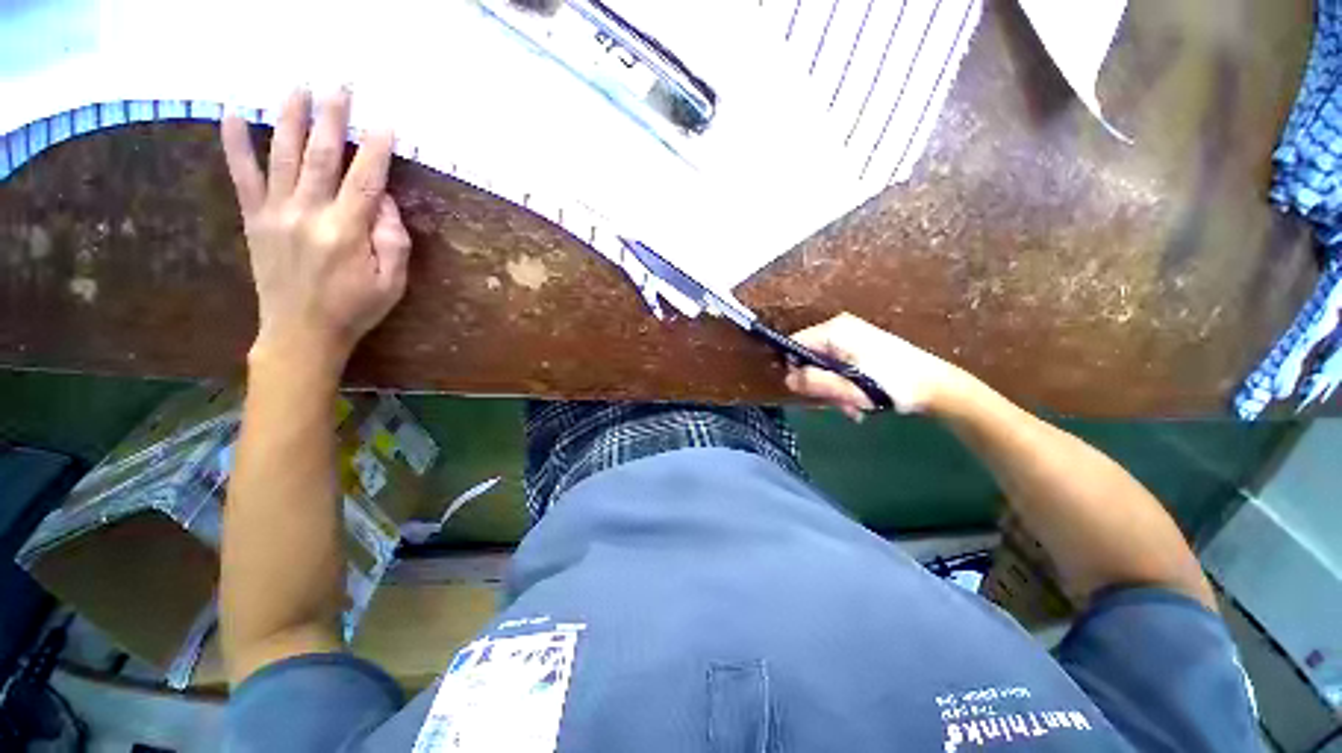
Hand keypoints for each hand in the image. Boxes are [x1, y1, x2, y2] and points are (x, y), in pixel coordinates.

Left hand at [220, 88, 410, 376]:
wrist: (301, 333)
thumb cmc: (356, 309)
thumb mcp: (392, 282)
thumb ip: (393, 239)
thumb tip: (382, 200)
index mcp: (346, 231)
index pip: (365, 179)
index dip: (376, 148)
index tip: (385, 121)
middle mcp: (308, 213)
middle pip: (323, 155)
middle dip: (333, 117)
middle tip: (341, 84)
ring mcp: (276, 213)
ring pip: (284, 155)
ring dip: (291, 117)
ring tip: (297, 85)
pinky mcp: (254, 219)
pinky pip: (242, 175)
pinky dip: (235, 143)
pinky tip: (231, 113)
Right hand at [785, 313, 967, 417]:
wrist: (937, 386)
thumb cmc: (891, 384)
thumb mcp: (847, 387)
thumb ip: (813, 382)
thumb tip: (787, 379)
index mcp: (834, 331)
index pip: (794, 345)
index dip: (796, 369)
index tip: (808, 391)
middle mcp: (839, 329)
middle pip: (810, 357)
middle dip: (820, 384)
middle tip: (838, 404)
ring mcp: (852, 337)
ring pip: (825, 366)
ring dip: (834, 390)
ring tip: (853, 407)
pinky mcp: (861, 348)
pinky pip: (839, 367)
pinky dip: (845, 385)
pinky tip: (860, 401)